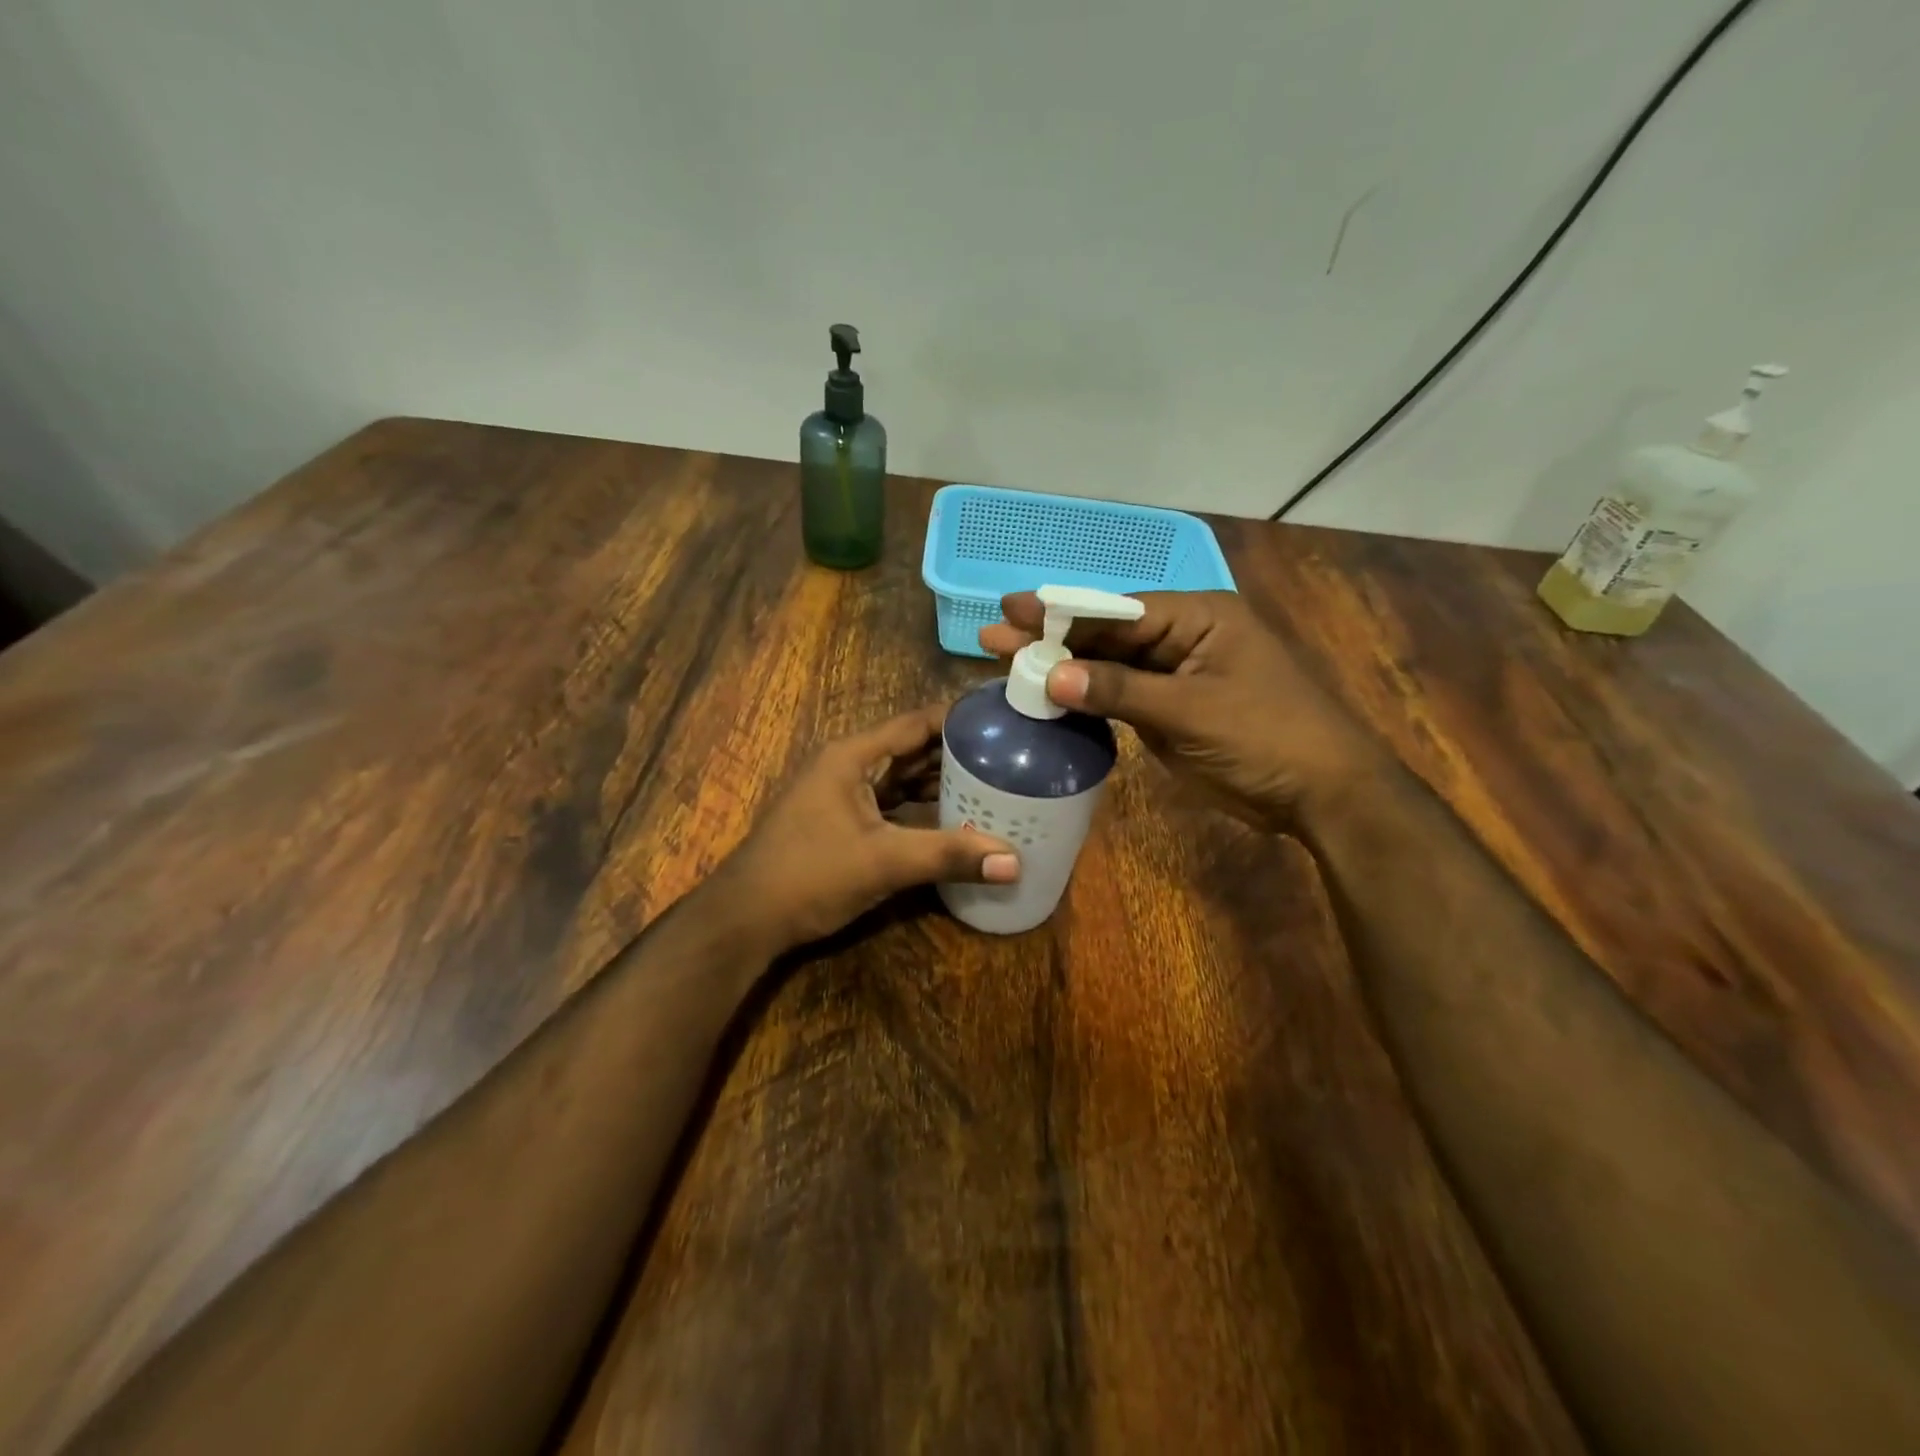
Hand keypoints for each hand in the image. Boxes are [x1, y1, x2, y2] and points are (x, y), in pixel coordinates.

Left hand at [714, 705, 1019, 953]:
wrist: (746, 919)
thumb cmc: (810, 875)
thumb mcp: (883, 862)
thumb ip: (948, 855)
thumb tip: (1014, 861)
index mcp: (852, 756)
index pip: (916, 723)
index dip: (958, 718)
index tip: (1003, 720)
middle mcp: (847, 766)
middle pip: (911, 748)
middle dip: (956, 751)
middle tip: (1009, 755)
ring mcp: (842, 795)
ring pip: (901, 778)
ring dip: (940, 781)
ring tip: (992, 783)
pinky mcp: (842, 822)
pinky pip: (891, 804)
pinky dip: (921, 807)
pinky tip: (953, 818)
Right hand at [980, 590, 1381, 829]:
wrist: (1321, 794)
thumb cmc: (1267, 737)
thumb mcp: (1191, 710)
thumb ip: (1120, 690)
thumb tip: (1051, 675)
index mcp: (1198, 617)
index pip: (1117, 610)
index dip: (1061, 612)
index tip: (1011, 609)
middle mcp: (1184, 637)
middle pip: (1108, 635)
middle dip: (1052, 637)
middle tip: (993, 634)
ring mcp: (1176, 675)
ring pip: (1110, 666)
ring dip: (1063, 668)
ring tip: (1007, 663)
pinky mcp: (1171, 710)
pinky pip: (1120, 697)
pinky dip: (1086, 699)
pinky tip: (1048, 697)